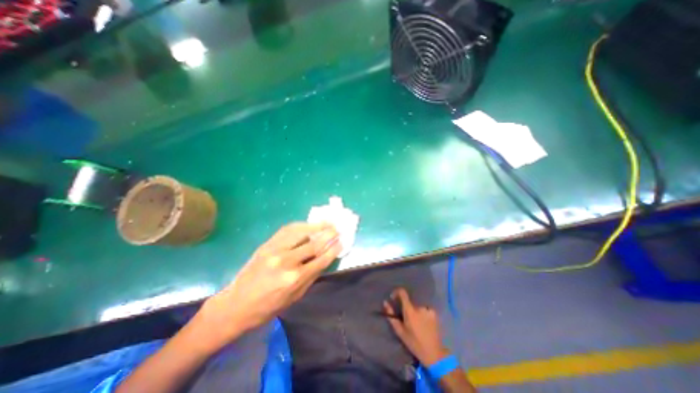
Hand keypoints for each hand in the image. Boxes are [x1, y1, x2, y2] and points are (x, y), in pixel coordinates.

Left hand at [193, 223, 341, 348]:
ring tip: (327, 222)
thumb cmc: (268, 307)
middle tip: (338, 229)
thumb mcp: (295, 297)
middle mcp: (287, 261)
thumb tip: (325, 259)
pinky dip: (301, 225)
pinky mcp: (267, 244)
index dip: (333, 249)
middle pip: (314, 243)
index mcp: (296, 278)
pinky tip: (308, 224)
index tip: (341, 241)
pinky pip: (287, 230)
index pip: (321, 258)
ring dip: (316, 225)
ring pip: (301, 231)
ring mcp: (275, 250)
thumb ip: (312, 276)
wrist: (236, 305)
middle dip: (329, 234)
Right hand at [382, 288, 447, 365]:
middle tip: (407, 320)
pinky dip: (423, 314)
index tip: (393, 298)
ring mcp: (428, 309)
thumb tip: (385, 302)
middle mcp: (419, 307)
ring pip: (417, 306)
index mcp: (410, 311)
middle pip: (410, 302)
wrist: (433, 353)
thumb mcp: (400, 331)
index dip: (397, 292)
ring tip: (417, 324)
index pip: (403, 293)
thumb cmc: (414, 343)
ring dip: (415, 312)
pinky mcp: (434, 313)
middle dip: (407, 308)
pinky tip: (424, 323)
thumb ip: (391, 316)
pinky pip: (425, 309)